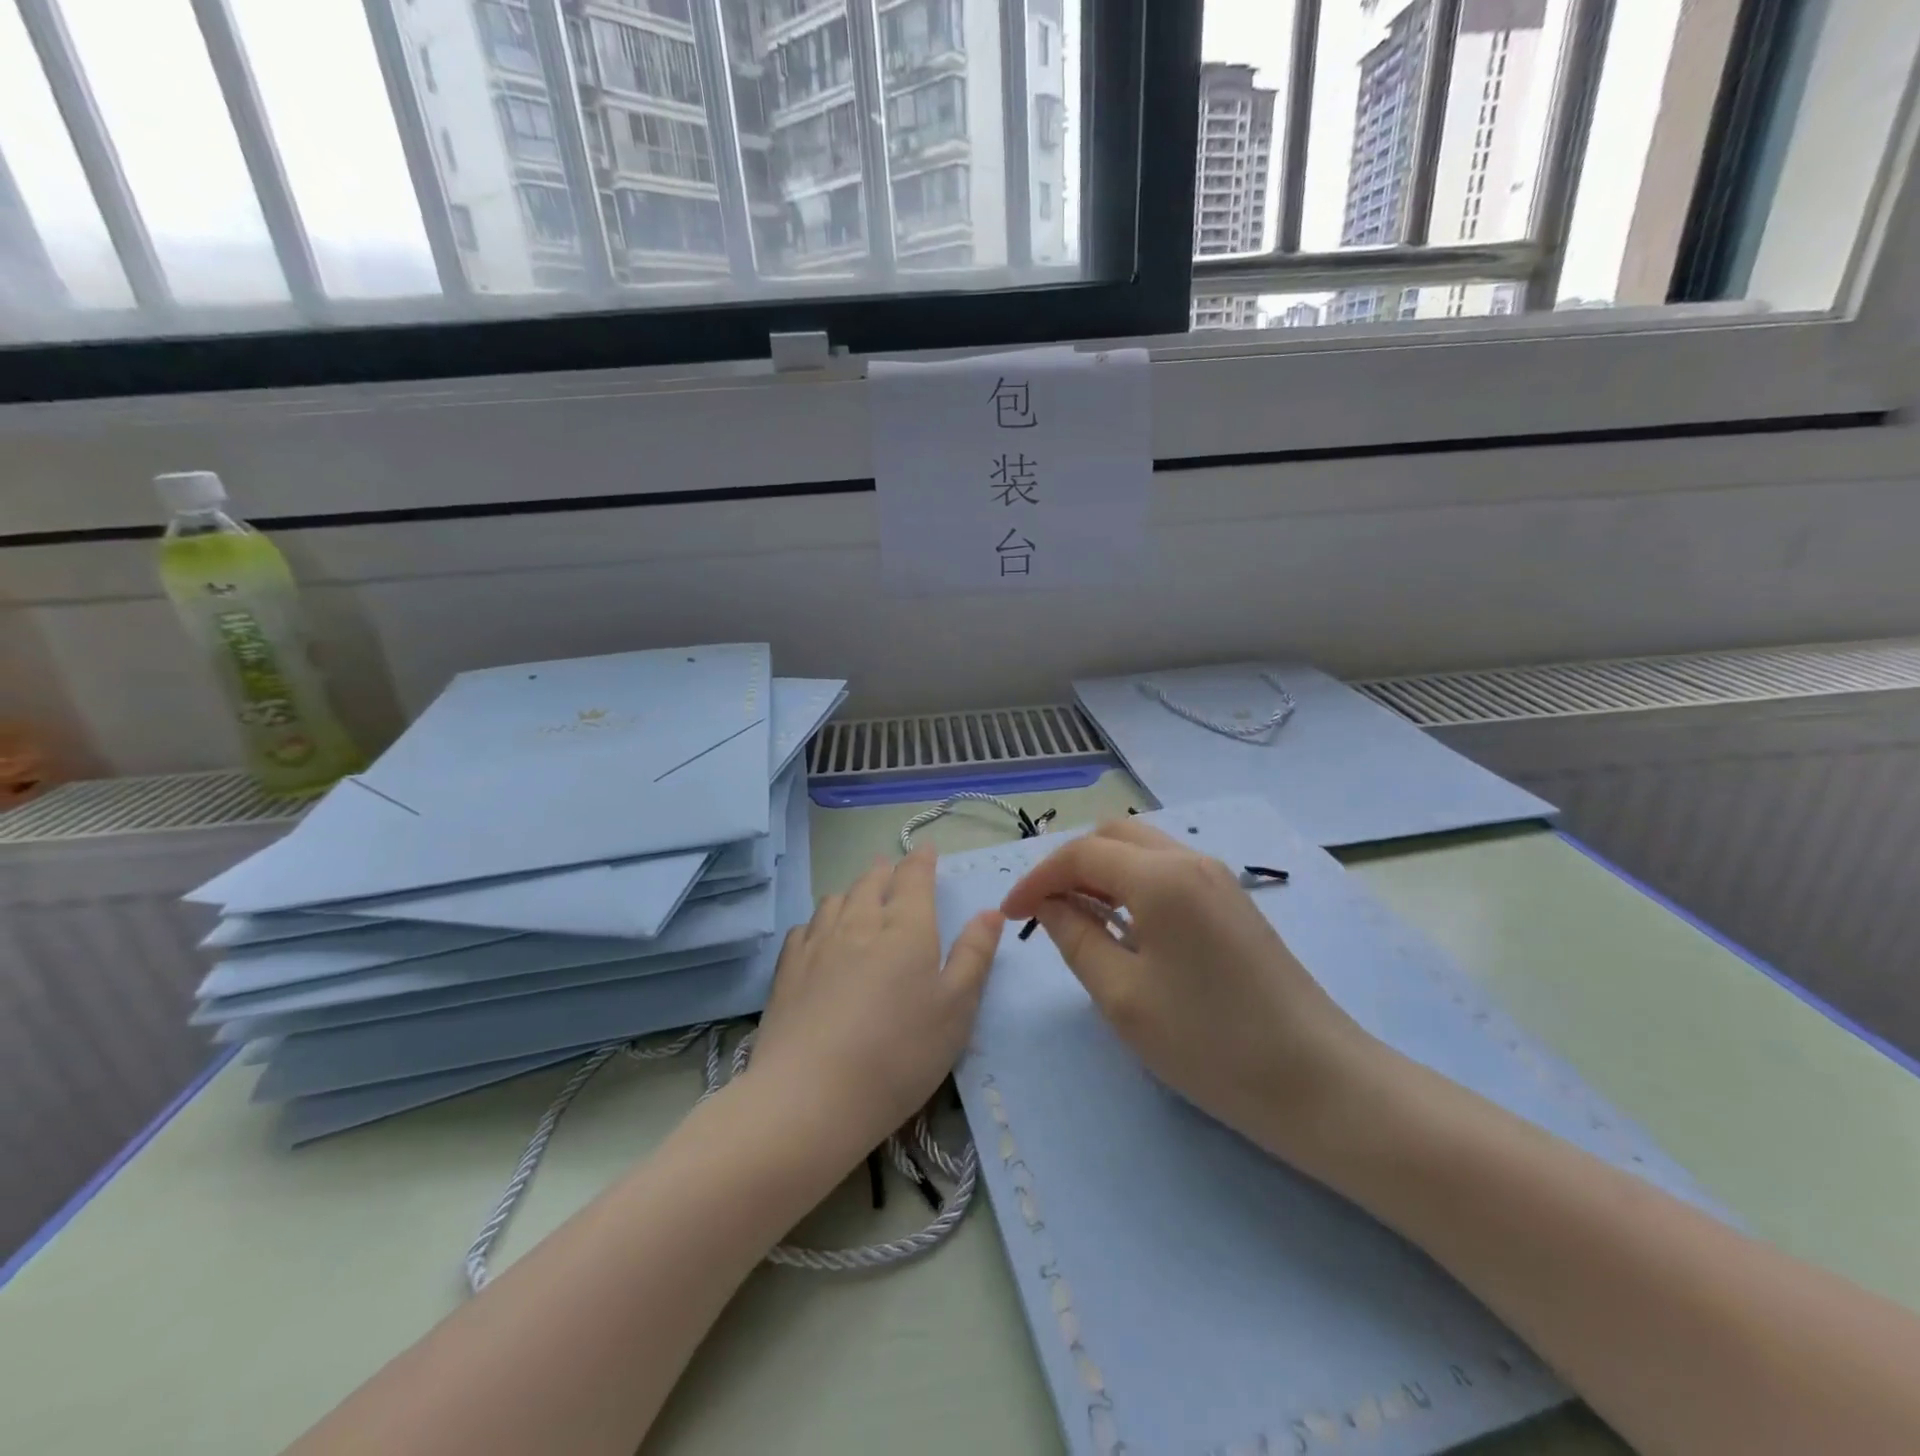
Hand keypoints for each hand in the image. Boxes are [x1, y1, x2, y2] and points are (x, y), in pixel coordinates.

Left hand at [747, 847, 1002, 1167]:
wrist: (812, 1095)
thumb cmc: (900, 1052)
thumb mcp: (956, 1009)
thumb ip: (974, 955)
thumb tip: (990, 911)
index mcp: (906, 927)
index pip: (914, 877)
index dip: (921, 861)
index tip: (926, 851)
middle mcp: (859, 921)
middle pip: (871, 881)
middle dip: (885, 870)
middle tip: (892, 868)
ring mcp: (818, 943)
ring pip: (836, 899)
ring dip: (852, 890)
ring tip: (859, 894)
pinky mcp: (788, 968)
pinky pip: (805, 927)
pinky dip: (819, 919)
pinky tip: (820, 933)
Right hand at [1000, 817, 1376, 1159]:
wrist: (1319, 1083)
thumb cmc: (1211, 1044)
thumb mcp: (1123, 996)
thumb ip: (1076, 938)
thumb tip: (1048, 904)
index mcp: (1160, 876)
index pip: (1080, 854)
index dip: (1037, 879)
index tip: (1010, 917)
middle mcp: (1190, 860)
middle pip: (1112, 836)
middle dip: (1069, 865)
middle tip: (1045, 911)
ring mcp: (1218, 878)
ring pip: (1141, 850)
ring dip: (1101, 872)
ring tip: (1078, 919)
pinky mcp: (1233, 902)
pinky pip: (1167, 871)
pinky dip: (1131, 884)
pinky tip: (1125, 927)